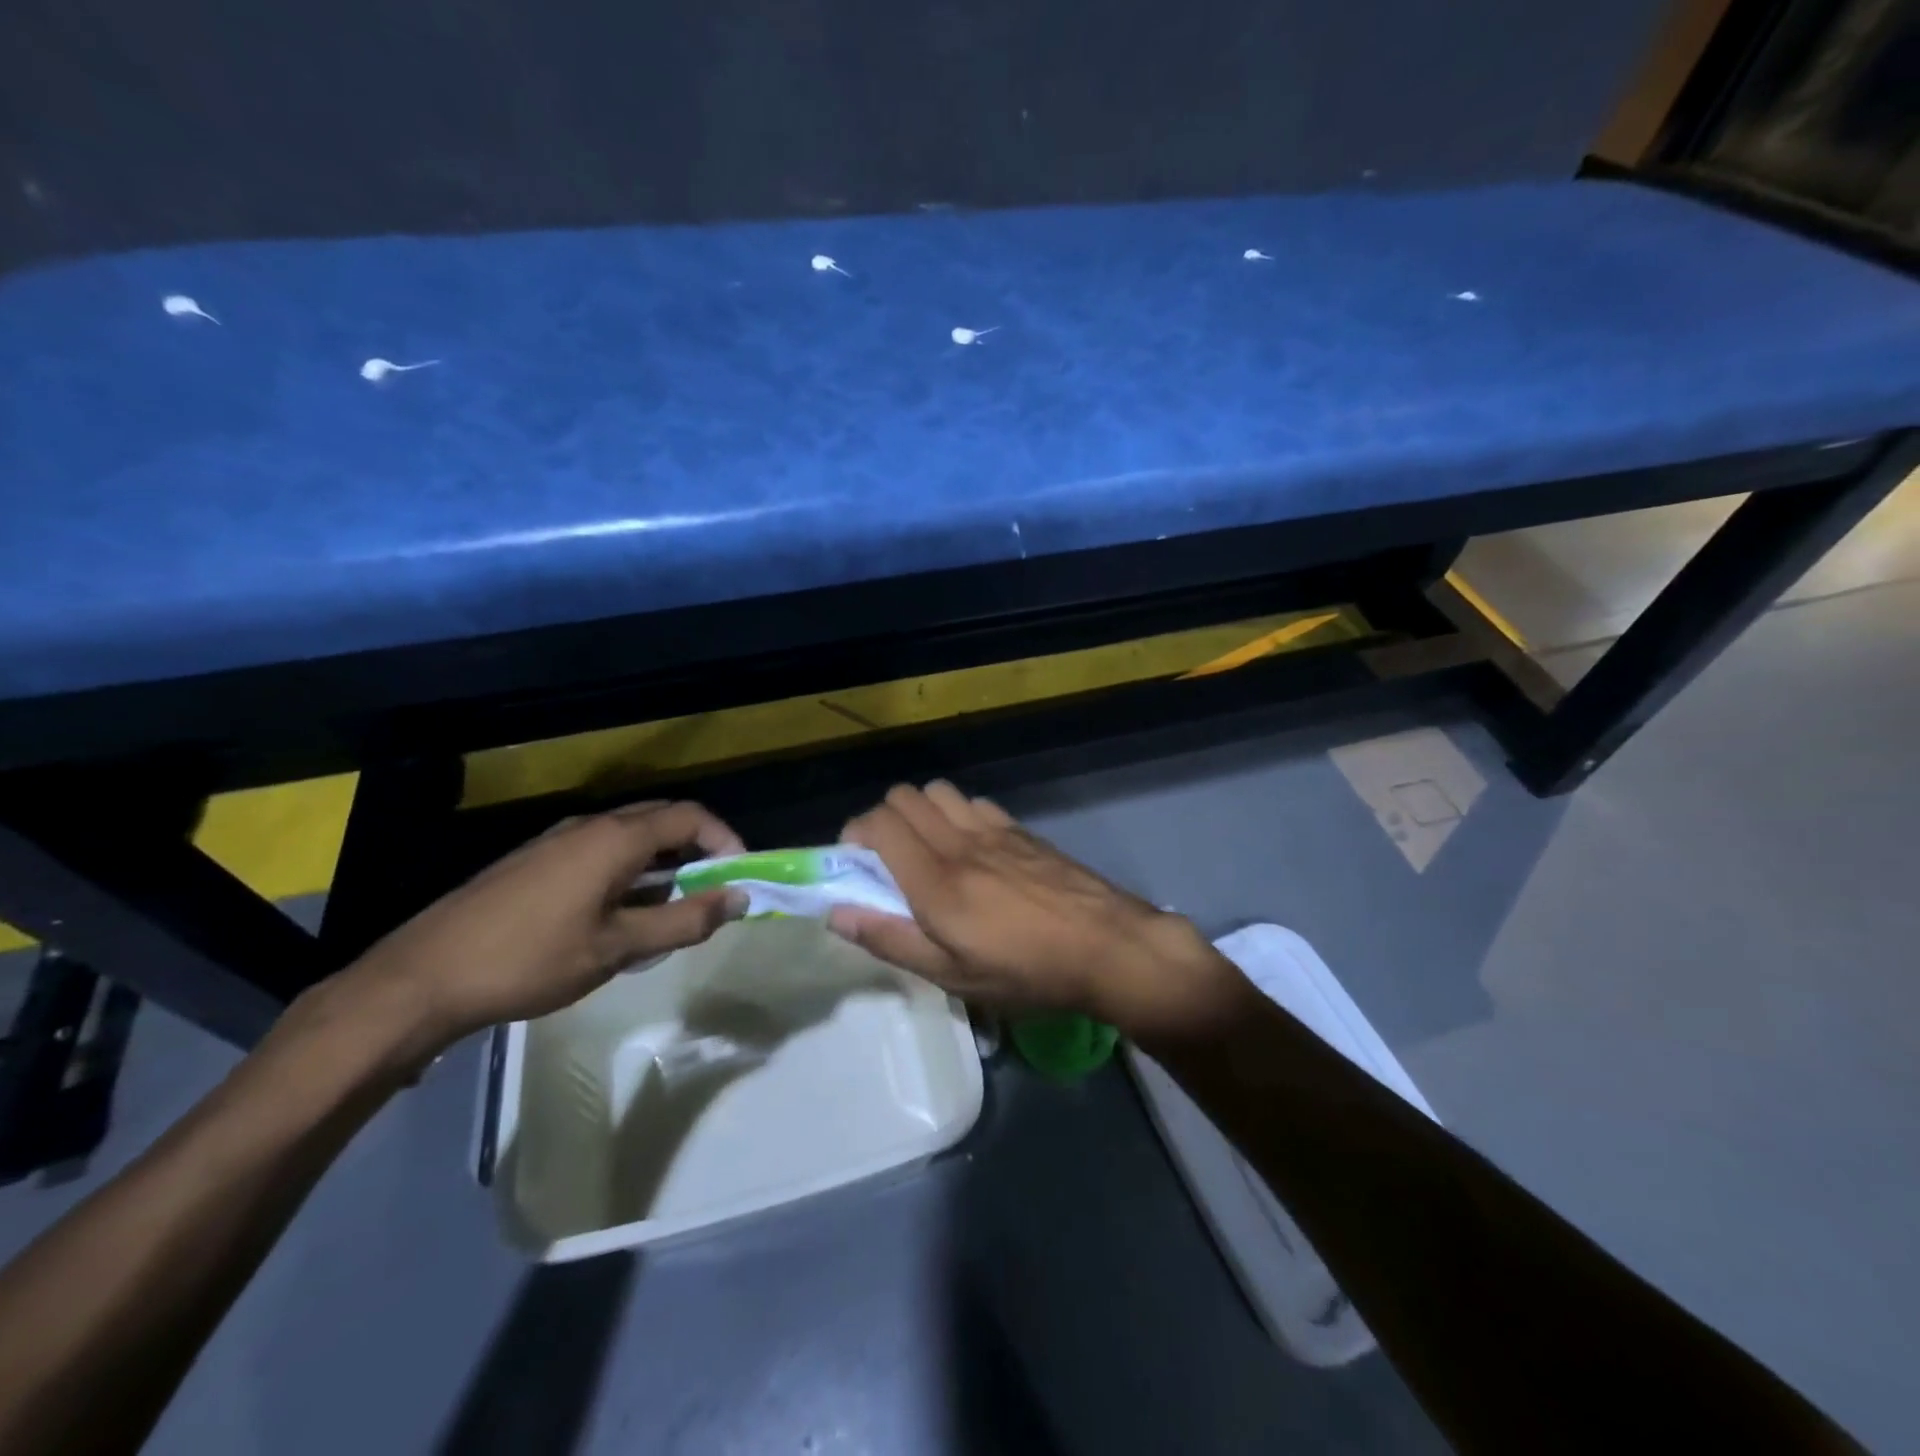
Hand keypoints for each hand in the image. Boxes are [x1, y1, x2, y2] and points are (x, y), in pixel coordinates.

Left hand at [337, 801, 747, 1057]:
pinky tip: (616, 918)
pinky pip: (598, 853)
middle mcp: (589, 826)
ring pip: (628, 838)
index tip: (740, 876)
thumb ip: (683, 921)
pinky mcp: (533, 862)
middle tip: (710, 892)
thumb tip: (738, 899)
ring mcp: (556, 841)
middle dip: (695, 850)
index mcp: (615, 838)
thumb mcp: (617, 948)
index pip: (690, 816)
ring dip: (660, 865)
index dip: (724, 840)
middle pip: (660, 819)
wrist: (421, 978)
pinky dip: (627, 873)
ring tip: (666, 914)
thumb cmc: (530, 959)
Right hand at [827, 782, 1245, 1040]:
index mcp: (935, 880)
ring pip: (938, 791)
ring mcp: (993, 830)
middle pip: (903, 797)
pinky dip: (958, 813)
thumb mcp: (953, 975)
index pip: (877, 824)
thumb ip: (891, 940)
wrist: (1107, 946)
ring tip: (929, 850)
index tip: (857, 866)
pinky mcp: (1020, 830)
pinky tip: (973, 848)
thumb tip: (837, 913)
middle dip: (883, 819)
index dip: (855, 835)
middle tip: (889, 859)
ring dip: (922, 811)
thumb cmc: (1026, 971)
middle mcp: (958, 842)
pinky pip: (974, 802)